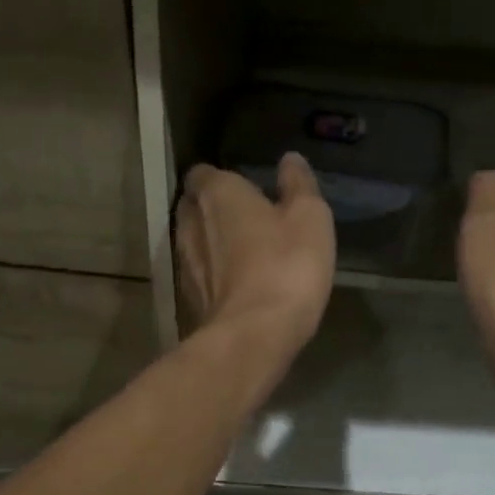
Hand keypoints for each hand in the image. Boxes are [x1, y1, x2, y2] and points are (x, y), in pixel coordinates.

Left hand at [175, 153, 335, 362]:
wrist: (254, 335)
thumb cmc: (286, 266)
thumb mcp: (310, 218)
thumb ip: (299, 184)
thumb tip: (290, 159)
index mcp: (217, 194)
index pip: (203, 173)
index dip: (221, 178)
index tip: (244, 188)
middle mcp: (190, 223)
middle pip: (193, 207)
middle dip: (213, 209)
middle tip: (244, 218)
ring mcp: (184, 264)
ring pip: (193, 243)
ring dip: (212, 244)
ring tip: (241, 252)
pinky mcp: (189, 299)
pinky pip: (199, 276)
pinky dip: (213, 275)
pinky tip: (237, 285)